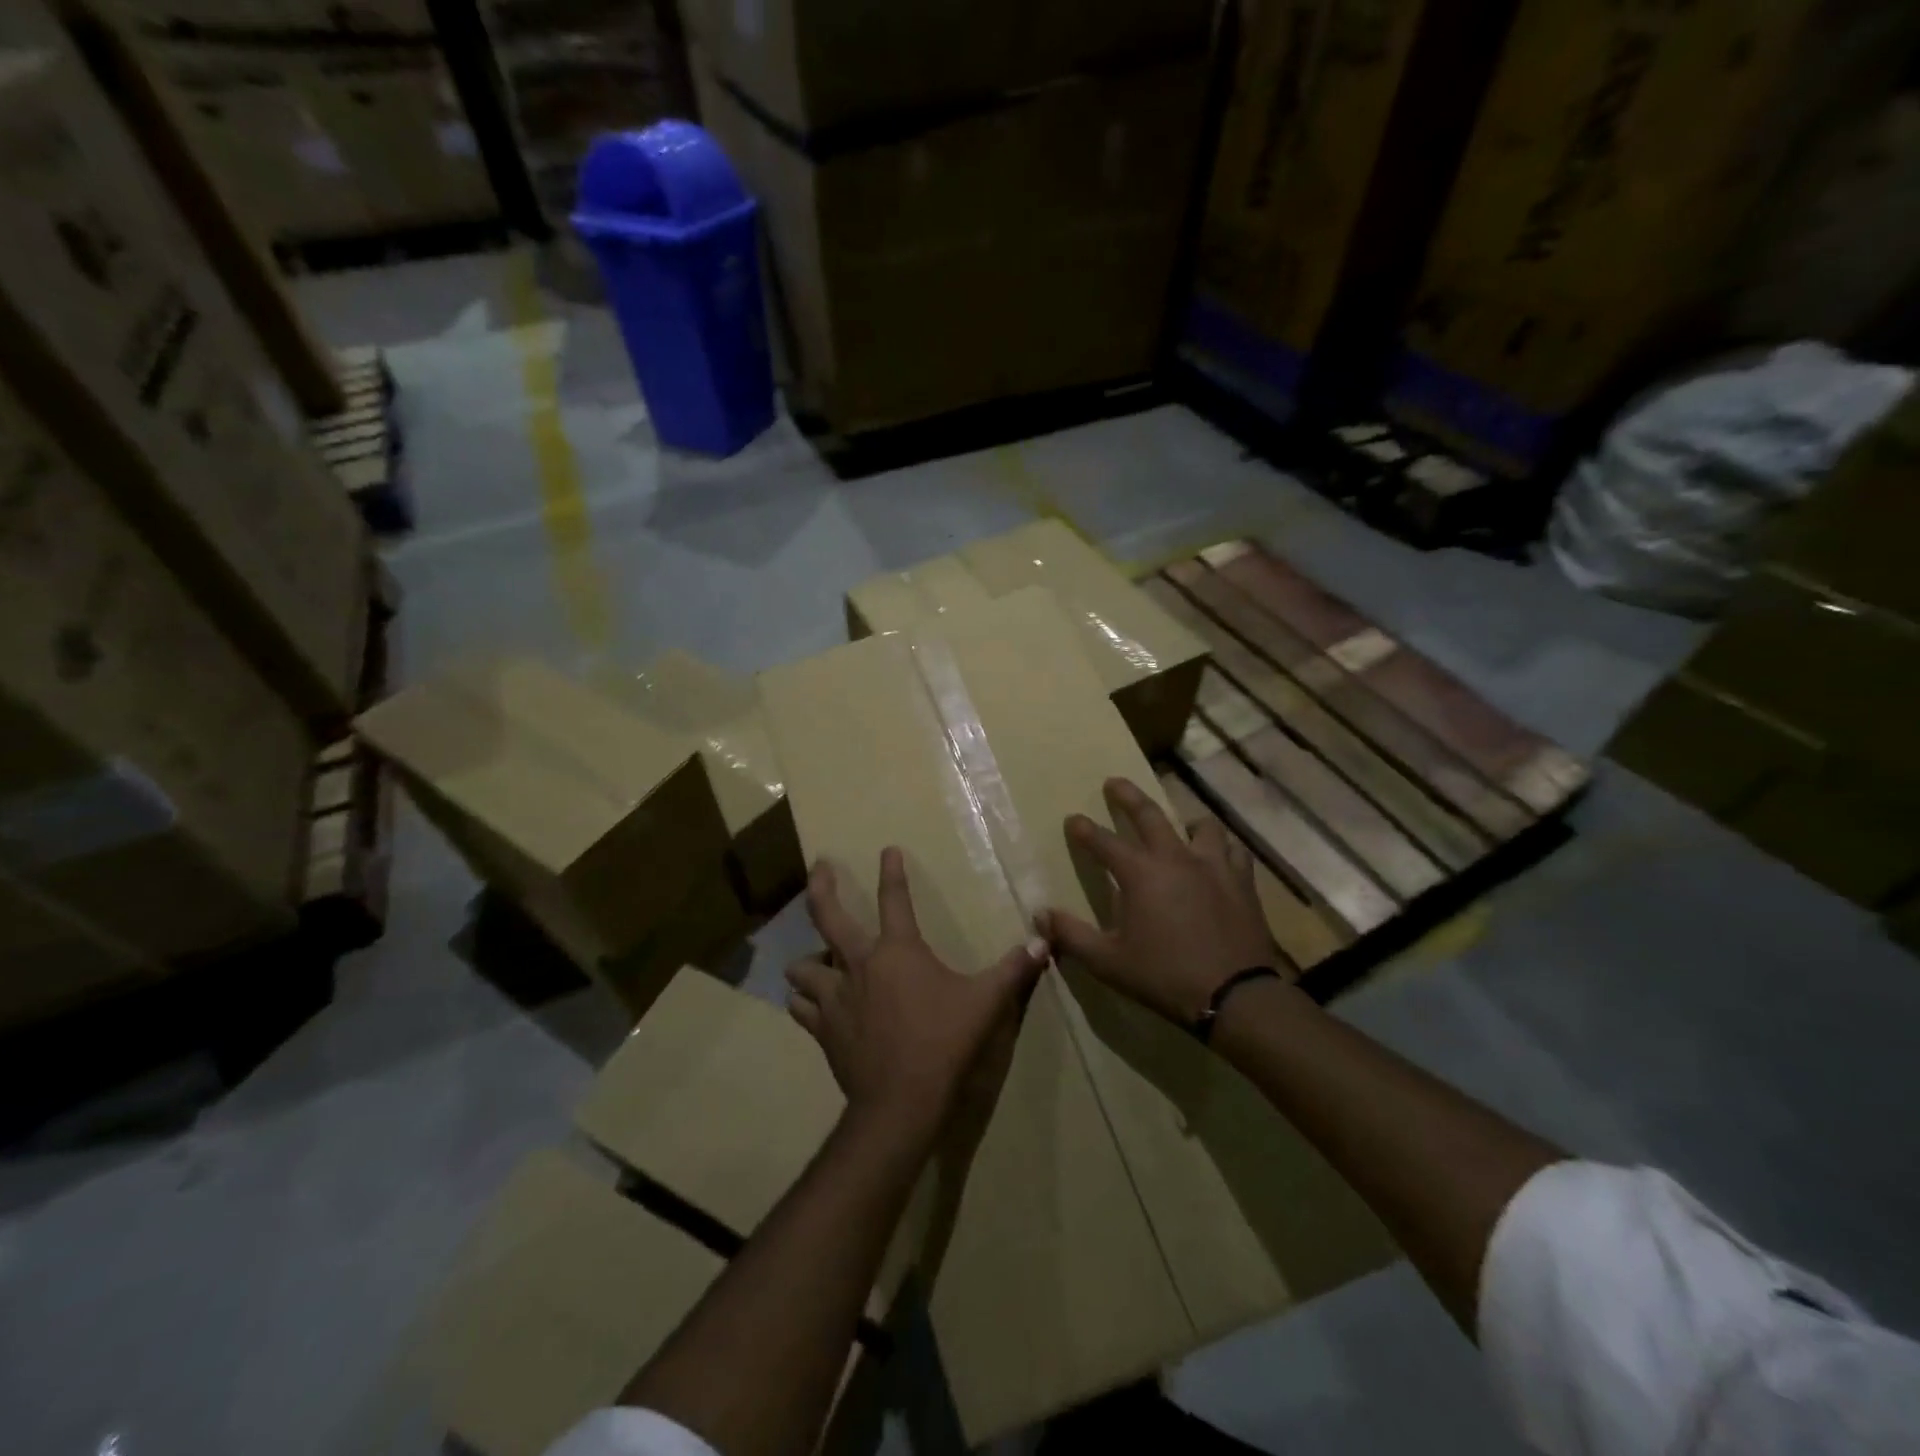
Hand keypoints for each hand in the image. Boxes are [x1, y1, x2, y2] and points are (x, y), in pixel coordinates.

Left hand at [786, 848, 1048, 1141]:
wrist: (902, 1101)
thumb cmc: (945, 1042)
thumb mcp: (987, 1003)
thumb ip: (1014, 970)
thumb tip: (1043, 942)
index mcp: (898, 951)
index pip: (894, 898)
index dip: (892, 871)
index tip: (887, 850)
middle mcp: (859, 964)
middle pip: (827, 916)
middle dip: (821, 887)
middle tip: (818, 867)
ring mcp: (836, 997)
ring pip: (803, 967)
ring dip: (808, 959)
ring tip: (815, 958)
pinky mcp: (824, 1029)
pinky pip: (802, 1007)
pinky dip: (804, 1000)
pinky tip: (811, 1002)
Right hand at [1045, 778, 1280, 1026]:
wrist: (1234, 996)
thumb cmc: (1164, 976)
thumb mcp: (1107, 961)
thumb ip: (1071, 935)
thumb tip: (1039, 915)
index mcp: (1140, 873)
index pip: (1103, 842)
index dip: (1084, 829)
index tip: (1073, 818)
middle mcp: (1175, 858)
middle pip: (1149, 815)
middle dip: (1127, 796)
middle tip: (1114, 782)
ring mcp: (1212, 866)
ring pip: (1200, 826)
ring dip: (1184, 820)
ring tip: (1179, 824)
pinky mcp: (1241, 882)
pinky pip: (1233, 851)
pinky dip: (1221, 847)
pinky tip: (1218, 856)